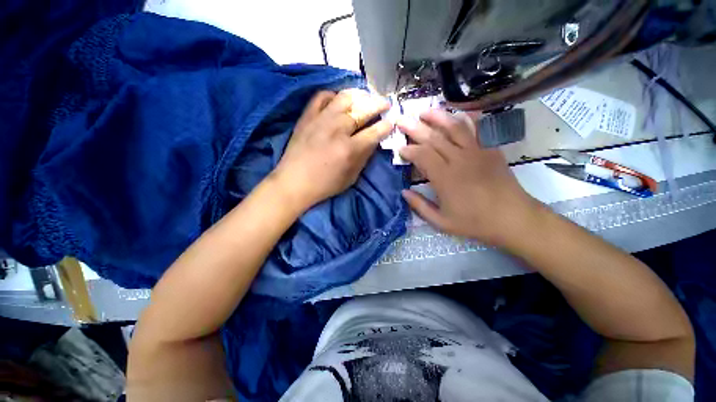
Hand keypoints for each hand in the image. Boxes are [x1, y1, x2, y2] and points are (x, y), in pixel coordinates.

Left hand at [270, 89, 391, 211]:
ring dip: (360, 95)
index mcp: (349, 149)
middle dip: (379, 105)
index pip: (374, 132)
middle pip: (363, 110)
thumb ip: (364, 157)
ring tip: (366, 97)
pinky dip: (334, 95)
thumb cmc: (325, 185)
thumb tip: (374, 140)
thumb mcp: (351, 177)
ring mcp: (321, 119)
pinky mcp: (307, 116)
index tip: (392, 122)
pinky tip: (340, 100)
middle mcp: (337, 130)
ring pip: (345, 97)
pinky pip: (322, 96)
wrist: (294, 182)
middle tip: (386, 104)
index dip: (386, 126)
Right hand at [398, 110, 541, 245]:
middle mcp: (459, 160)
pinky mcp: (490, 149)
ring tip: (424, 111)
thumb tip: (403, 193)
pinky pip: (478, 128)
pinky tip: (457, 113)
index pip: (422, 155)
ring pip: (454, 127)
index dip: (408, 150)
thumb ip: (420, 206)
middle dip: (415, 127)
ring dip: (438, 117)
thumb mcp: (441, 222)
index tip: (400, 148)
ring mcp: (477, 151)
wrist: (513, 218)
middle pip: (434, 138)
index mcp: (445, 178)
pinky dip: (467, 118)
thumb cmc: (474, 222)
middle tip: (401, 120)